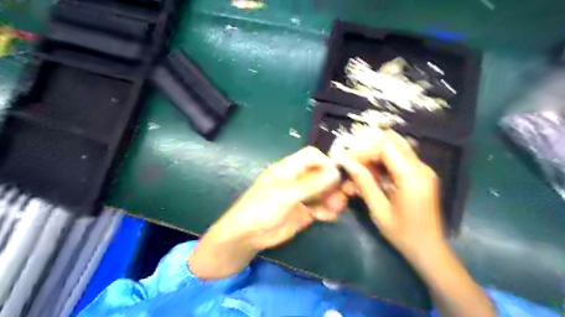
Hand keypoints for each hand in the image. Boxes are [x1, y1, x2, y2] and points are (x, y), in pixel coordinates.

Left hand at [217, 146, 346, 252]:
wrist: (248, 236)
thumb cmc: (261, 209)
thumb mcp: (286, 195)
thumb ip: (310, 184)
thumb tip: (334, 173)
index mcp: (289, 169)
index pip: (312, 156)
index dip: (325, 163)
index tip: (335, 177)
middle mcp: (298, 179)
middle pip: (321, 174)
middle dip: (333, 184)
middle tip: (343, 196)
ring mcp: (302, 196)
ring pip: (324, 191)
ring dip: (332, 198)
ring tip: (334, 208)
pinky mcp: (304, 211)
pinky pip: (321, 207)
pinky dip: (327, 211)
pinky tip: (326, 217)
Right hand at [340, 131, 494, 316]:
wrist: (428, 248)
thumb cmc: (402, 232)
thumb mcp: (378, 208)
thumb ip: (364, 182)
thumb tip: (347, 162)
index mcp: (411, 176)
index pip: (385, 147)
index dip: (363, 150)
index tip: (348, 161)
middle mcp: (420, 167)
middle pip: (392, 141)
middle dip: (368, 147)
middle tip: (352, 160)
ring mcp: (423, 169)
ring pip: (396, 147)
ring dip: (375, 153)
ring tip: (359, 167)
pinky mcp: (421, 174)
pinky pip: (399, 158)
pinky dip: (382, 161)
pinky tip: (371, 173)